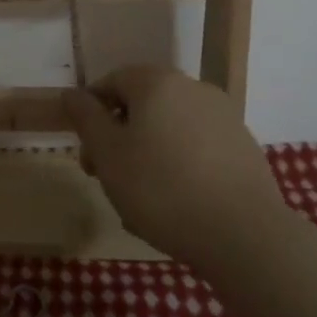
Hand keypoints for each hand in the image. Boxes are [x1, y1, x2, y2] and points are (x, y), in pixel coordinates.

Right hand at [63, 66, 290, 269]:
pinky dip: (180, 166)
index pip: (112, 81)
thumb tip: (72, 93)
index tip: (88, 152)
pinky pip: (198, 148)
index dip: (92, 113)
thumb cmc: (161, 188)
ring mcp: (224, 117)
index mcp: (157, 82)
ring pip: (170, 128)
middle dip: (120, 137)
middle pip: (143, 104)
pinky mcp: (244, 147)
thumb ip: (86, 117)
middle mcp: (193, 88)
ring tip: (141, 199)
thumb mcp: (108, 154)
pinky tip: (177, 203)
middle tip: (108, 178)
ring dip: (149, 153)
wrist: (244, 235)